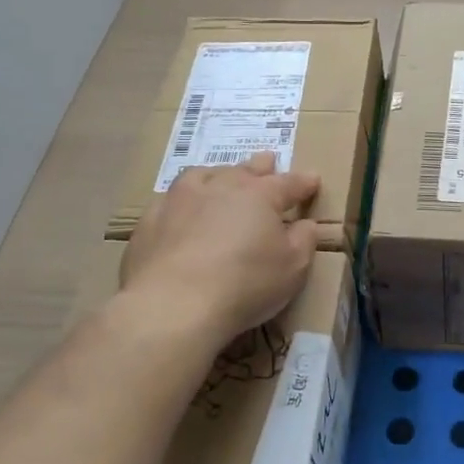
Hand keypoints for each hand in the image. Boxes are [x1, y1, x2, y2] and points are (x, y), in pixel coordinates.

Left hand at [121, 153, 319, 346]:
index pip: (288, 183)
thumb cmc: (245, 284)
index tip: (313, 180)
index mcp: (259, 195)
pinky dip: (182, 200)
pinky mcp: (150, 221)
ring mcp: (180, 200)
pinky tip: (180, 210)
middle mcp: (220, 187)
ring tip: (220, 176)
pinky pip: (170, 200)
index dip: (303, 182)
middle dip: (261, 165)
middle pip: (245, 170)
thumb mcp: (293, 267)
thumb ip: (304, 241)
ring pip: (202, 175)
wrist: (174, 305)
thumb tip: (305, 224)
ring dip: (217, 174)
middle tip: (268, 159)